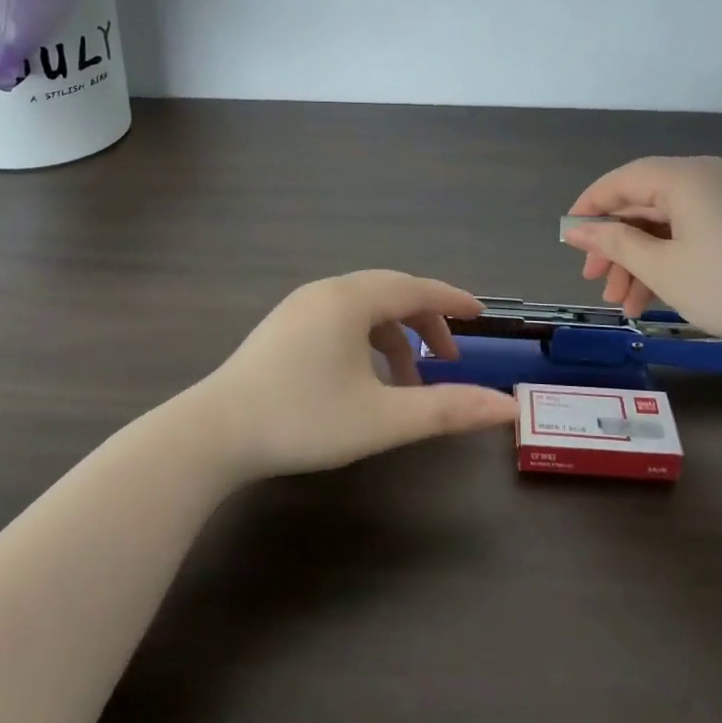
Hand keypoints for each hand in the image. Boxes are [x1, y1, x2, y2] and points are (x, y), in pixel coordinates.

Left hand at [194, 271, 519, 481]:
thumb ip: (448, 410)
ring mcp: (299, 307)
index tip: (481, 315)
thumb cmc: (304, 420)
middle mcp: (326, 291)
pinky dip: (365, 340)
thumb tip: (507, 408)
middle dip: (425, 320)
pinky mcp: (282, 327)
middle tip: (450, 355)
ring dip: (394, 336)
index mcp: (352, 300)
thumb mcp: (383, 419)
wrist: (214, 434)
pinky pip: (339, 319)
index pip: (416, 288)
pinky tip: (366, 378)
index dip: (452, 300)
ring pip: (363, 308)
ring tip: (410, 380)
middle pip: (391, 293)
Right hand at [560, 156, 721, 349]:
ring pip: (672, 223)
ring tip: (626, 306)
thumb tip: (577, 230)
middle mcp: (709, 176)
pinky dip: (675, 258)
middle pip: (646, 204)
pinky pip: (698, 231)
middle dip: (617, 246)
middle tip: (597, 284)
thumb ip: (615, 244)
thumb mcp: (665, 268)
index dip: (590, 208)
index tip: (570, 240)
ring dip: (644, 260)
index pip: (622, 180)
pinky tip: (661, 296)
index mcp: (685, 177)